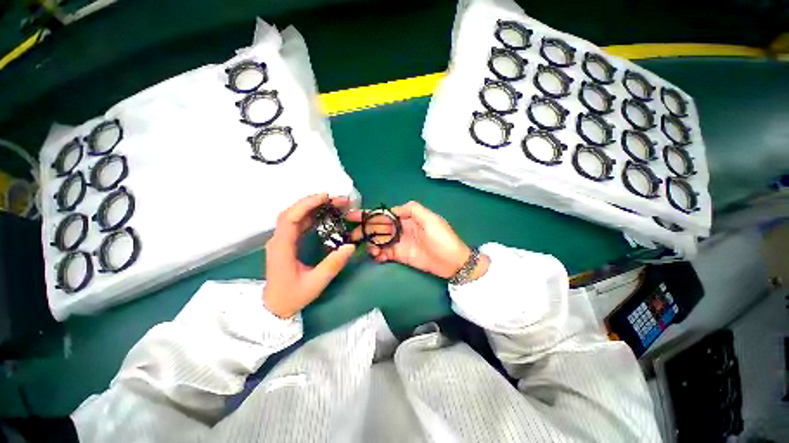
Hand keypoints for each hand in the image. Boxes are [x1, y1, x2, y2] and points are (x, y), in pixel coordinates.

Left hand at [263, 194, 355, 317]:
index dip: (307, 204)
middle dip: (314, 202)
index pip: (290, 218)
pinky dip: (311, 215)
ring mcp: (282, 240)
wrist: (275, 307)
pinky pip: (298, 223)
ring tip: (334, 204)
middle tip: (337, 199)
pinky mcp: (287, 242)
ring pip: (295, 215)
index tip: (326, 197)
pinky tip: (324, 215)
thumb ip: (333, 264)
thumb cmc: (293, 296)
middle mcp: (279, 239)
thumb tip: (350, 246)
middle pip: (293, 212)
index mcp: (282, 247)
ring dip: (314, 207)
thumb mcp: (316, 283)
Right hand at [349, 201, 485, 279]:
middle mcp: (401, 229)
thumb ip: (413, 209)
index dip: (369, 214)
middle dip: (365, 230)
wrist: (453, 262)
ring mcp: (400, 243)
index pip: (384, 214)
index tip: (353, 216)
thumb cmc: (443, 238)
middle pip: (378, 228)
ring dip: (371, 244)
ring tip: (369, 249)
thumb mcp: (431, 219)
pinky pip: (385, 253)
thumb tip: (393, 209)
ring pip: (379, 241)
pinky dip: (378, 254)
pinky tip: (376, 256)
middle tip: (352, 236)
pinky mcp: (400, 256)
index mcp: (407, 218)